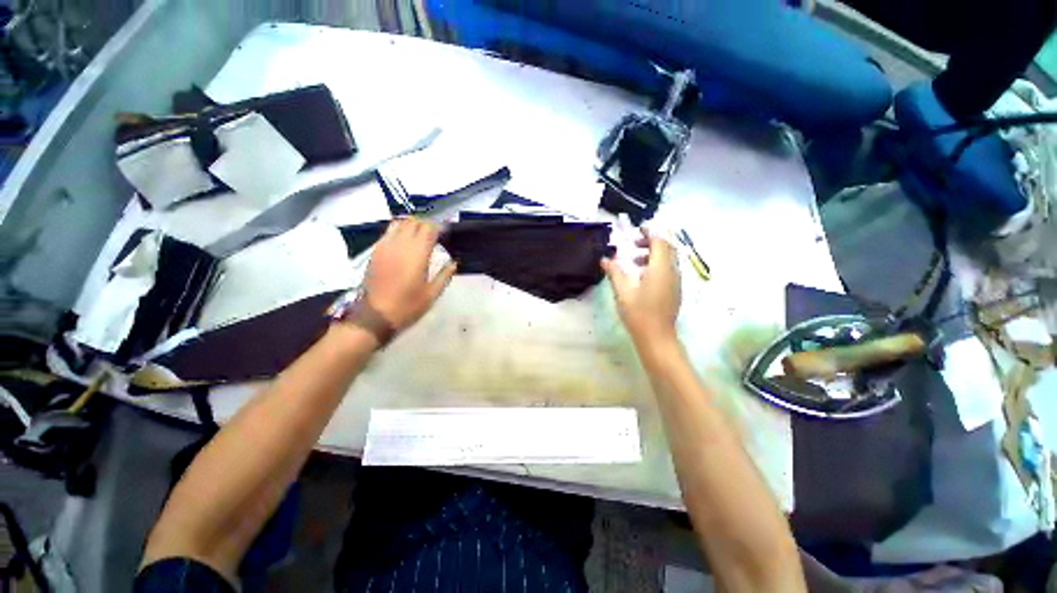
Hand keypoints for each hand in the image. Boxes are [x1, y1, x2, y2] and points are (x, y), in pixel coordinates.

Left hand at [363, 218, 456, 331]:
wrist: (376, 316)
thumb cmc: (408, 306)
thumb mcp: (432, 294)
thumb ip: (444, 275)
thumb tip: (454, 263)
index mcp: (417, 254)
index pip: (429, 229)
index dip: (439, 227)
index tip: (446, 232)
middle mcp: (400, 245)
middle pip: (414, 222)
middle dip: (426, 224)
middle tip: (434, 233)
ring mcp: (385, 246)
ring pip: (399, 223)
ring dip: (411, 225)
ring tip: (419, 234)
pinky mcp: (375, 251)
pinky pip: (388, 232)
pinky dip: (398, 231)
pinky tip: (403, 241)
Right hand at [601, 229, 680, 346]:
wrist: (657, 338)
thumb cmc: (639, 313)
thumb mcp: (623, 291)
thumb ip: (615, 272)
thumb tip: (604, 259)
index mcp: (661, 269)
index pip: (660, 242)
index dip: (650, 232)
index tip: (636, 230)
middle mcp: (673, 272)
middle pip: (667, 248)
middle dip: (652, 242)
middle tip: (634, 244)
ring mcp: (676, 282)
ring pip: (669, 259)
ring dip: (653, 254)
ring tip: (634, 261)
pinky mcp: (675, 290)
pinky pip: (669, 270)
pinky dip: (657, 265)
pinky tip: (642, 276)